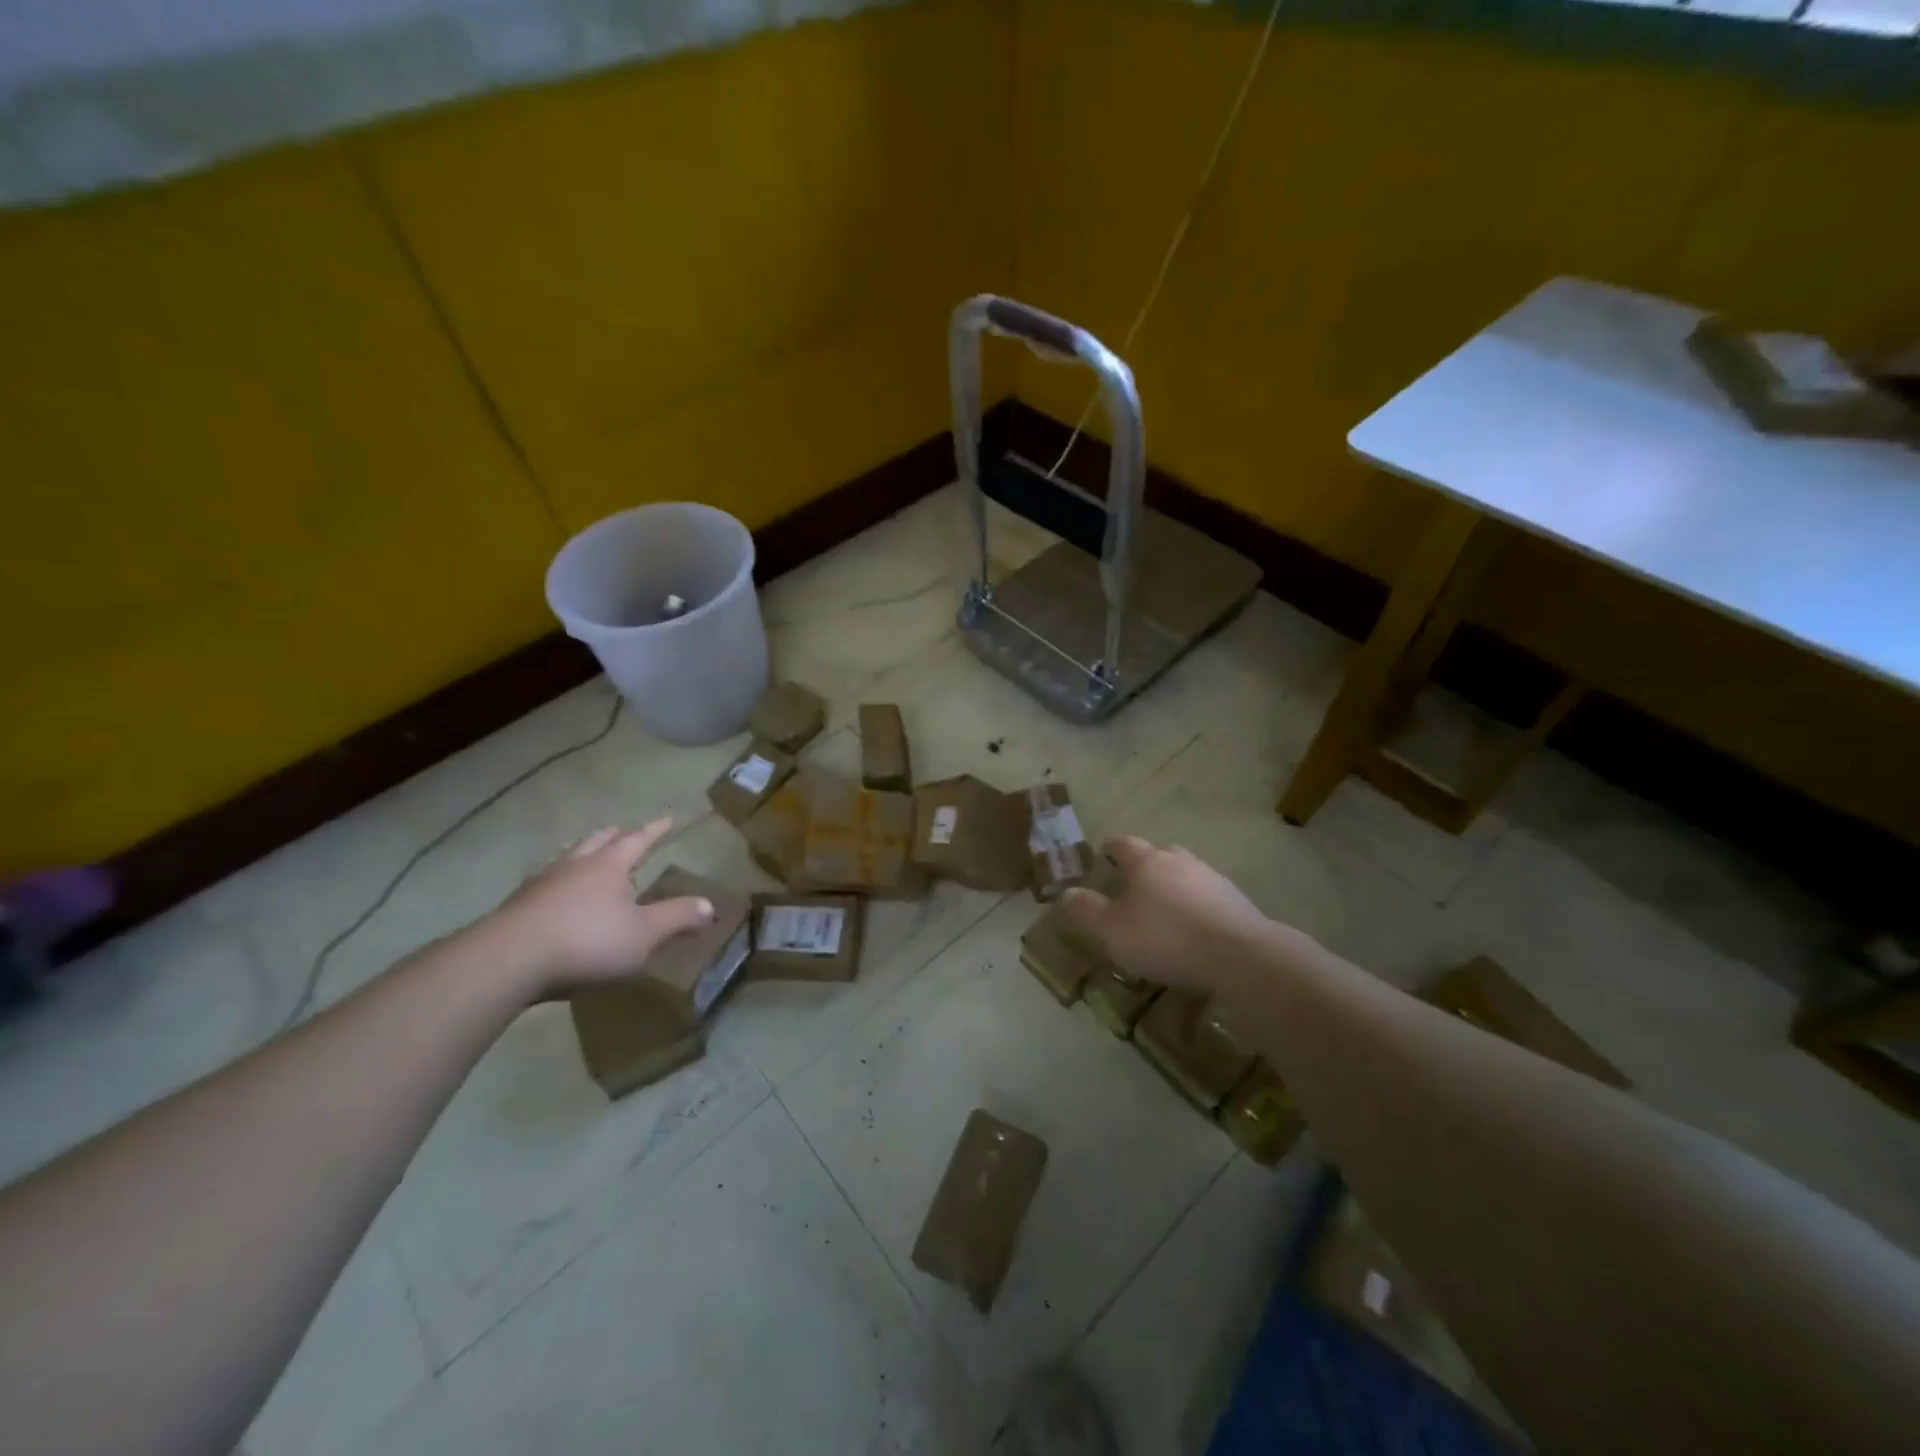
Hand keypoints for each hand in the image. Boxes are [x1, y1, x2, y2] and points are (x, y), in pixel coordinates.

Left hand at [483, 819, 714, 998]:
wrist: (507, 962)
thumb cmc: (586, 942)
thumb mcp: (644, 934)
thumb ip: (677, 918)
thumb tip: (711, 906)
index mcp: (609, 866)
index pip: (638, 840)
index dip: (655, 830)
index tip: (668, 818)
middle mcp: (575, 866)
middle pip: (597, 841)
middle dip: (615, 836)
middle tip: (623, 831)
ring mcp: (541, 885)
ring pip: (566, 858)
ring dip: (580, 853)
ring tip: (585, 854)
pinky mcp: (516, 908)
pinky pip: (543, 884)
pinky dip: (555, 881)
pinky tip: (551, 894)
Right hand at [1061, 835, 1273, 993]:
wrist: (1239, 955)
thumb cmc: (1165, 938)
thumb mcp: (1112, 931)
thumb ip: (1087, 910)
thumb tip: (1066, 892)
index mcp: (1145, 861)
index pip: (1121, 843)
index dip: (1109, 849)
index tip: (1102, 856)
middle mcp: (1177, 860)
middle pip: (1156, 853)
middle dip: (1142, 865)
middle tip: (1131, 885)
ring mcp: (1210, 876)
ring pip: (1183, 872)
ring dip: (1171, 885)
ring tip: (1162, 909)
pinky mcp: (1234, 899)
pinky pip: (1205, 895)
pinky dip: (1194, 904)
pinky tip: (1192, 928)